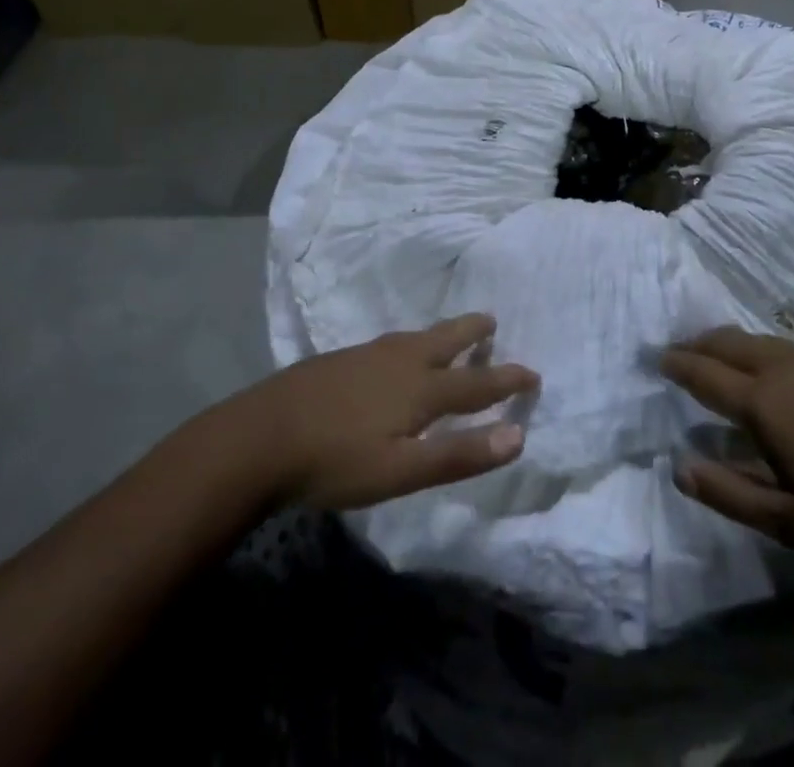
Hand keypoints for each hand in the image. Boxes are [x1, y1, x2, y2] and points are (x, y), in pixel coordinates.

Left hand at [235, 314, 538, 510]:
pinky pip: (392, 343)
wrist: (260, 436)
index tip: (533, 372)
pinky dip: (412, 342)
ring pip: (417, 338)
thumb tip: (519, 435)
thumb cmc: (335, 461)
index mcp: (420, 389)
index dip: (507, 380)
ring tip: (451, 334)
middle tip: (492, 321)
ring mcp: (368, 355)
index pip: (477, 382)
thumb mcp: (401, 472)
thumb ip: (459, 455)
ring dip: (443, 334)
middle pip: (446, 340)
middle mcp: (400, 361)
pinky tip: (396, 354)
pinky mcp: (342, 359)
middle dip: (473, 332)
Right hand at [660, 327, 793, 567]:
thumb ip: (728, 492)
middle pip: (729, 343)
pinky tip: (783, 367)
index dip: (678, 364)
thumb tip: (679, 468)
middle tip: (681, 350)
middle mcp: (783, 368)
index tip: (657, 358)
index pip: (705, 373)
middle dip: (700, 344)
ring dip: (734, 344)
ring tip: (723, 354)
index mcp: (762, 402)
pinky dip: (771, 351)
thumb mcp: (785, 520)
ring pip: (762, 340)